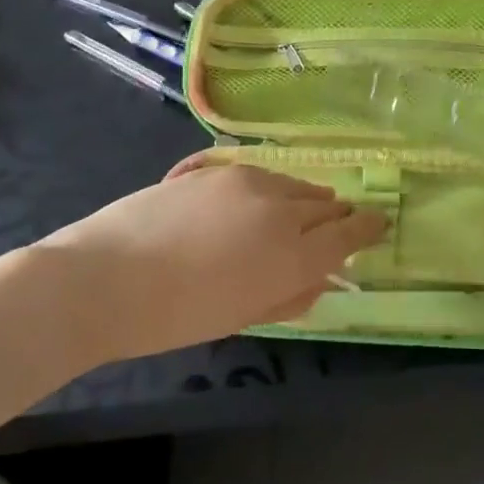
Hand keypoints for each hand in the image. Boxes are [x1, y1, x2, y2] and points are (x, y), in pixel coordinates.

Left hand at [43, 161, 387, 364]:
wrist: (104, 279)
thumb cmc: (175, 316)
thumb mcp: (244, 316)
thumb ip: (292, 295)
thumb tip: (323, 279)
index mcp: (293, 254)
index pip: (349, 235)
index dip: (368, 228)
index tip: (380, 223)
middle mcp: (280, 209)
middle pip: (325, 205)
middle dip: (338, 216)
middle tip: (340, 225)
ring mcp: (247, 181)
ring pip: (294, 184)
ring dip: (305, 200)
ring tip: (303, 210)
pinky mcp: (217, 167)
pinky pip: (262, 175)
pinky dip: (273, 188)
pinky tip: (260, 201)